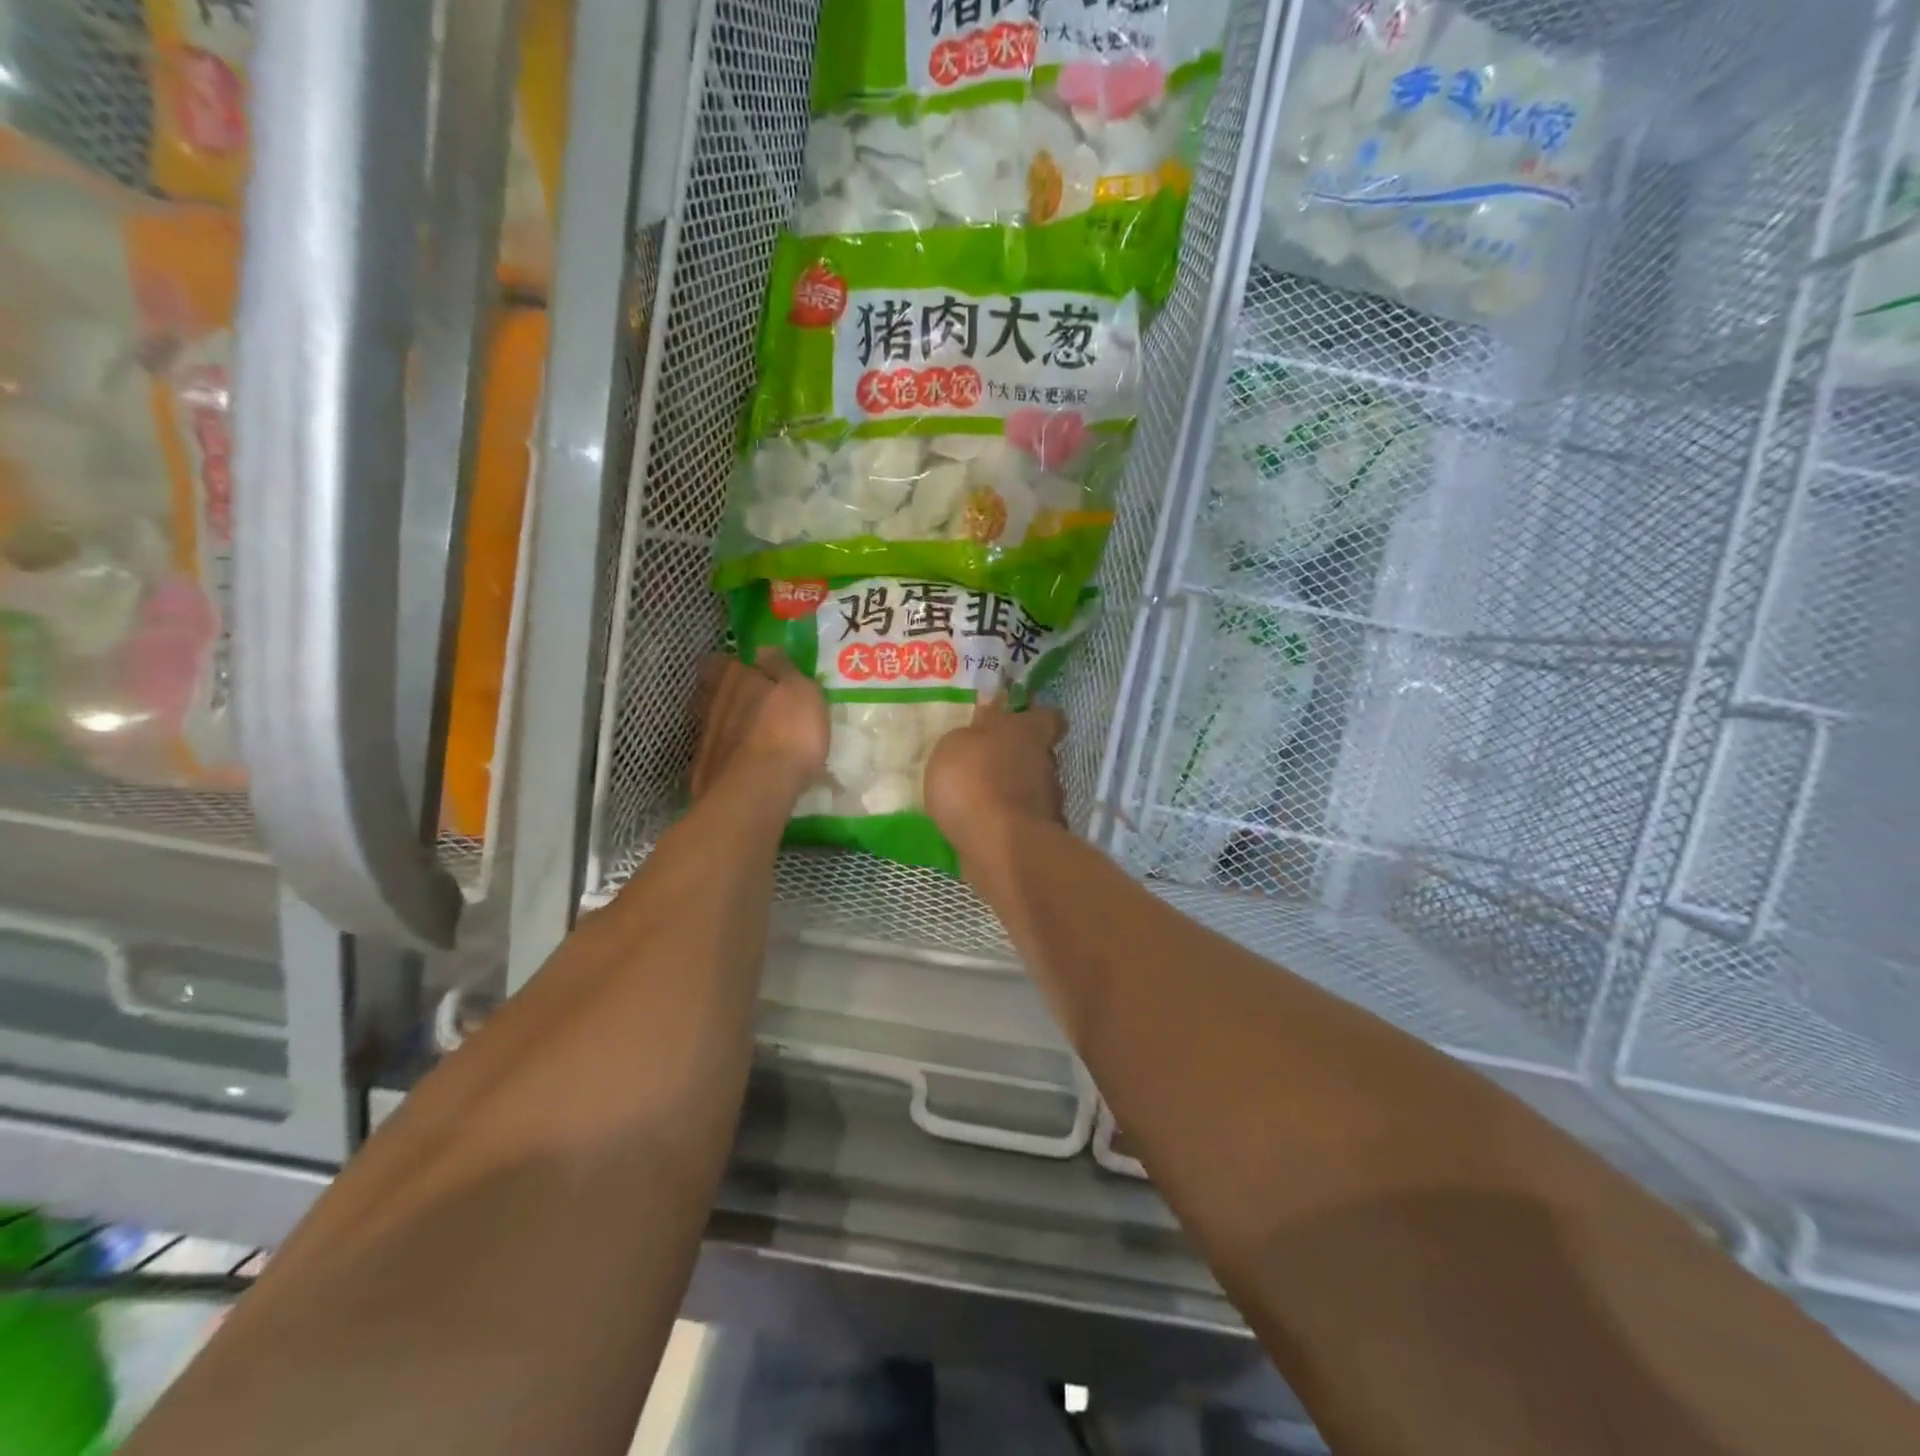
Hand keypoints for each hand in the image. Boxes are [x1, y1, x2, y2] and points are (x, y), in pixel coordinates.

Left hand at [690, 650, 828, 801]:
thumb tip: (763, 650)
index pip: (720, 661)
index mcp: (735, 677)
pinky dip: (728, 757)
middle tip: (753, 705)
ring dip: (729, 728)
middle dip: (729, 696)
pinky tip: (745, 766)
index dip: (730, 665)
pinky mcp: (704, 770)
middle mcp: (712, 702)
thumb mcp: (802, 691)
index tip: (747, 671)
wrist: (758, 788)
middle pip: (713, 692)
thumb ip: (782, 668)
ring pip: (714, 724)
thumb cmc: (789, 731)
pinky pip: (717, 755)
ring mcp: (704, 737)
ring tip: (753, 739)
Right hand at [923, 697, 1065, 866]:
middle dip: (1018, 759)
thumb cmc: (973, 779)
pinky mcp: (1042, 836)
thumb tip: (987, 722)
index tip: (1021, 721)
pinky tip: (986, 829)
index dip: (1036, 717)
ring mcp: (1049, 802)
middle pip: (1040, 754)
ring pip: (1034, 789)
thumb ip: (972, 733)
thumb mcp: (956, 744)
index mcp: (1028, 732)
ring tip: (982, 803)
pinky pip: (1024, 821)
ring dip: (1014, 793)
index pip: (1049, 716)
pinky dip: (1010, 823)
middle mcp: (1047, 763)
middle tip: (988, 765)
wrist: (997, 844)